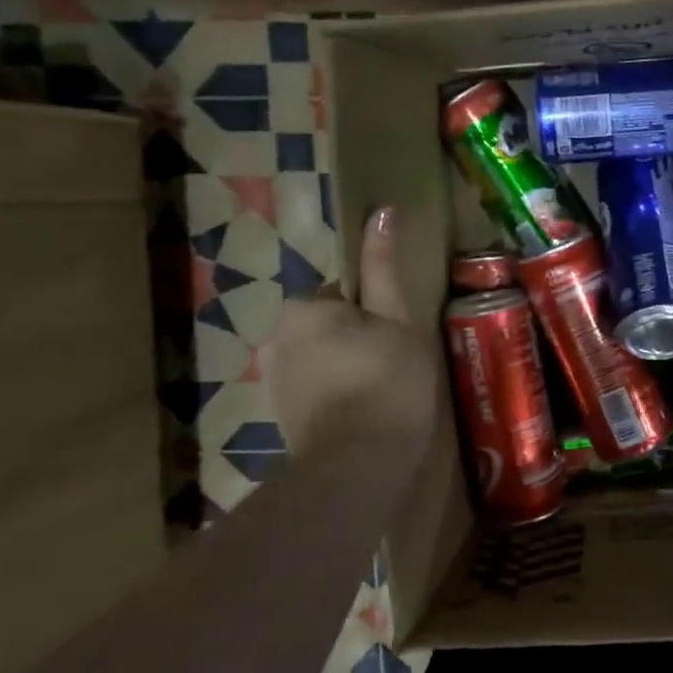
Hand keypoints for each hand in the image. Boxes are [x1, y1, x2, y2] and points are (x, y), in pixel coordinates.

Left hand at [268, 208, 440, 462]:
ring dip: (349, 369)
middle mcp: (277, 336)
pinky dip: (337, 396)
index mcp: (304, 307)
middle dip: (360, 342)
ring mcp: (274, 379)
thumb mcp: (397, 320)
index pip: (346, 296)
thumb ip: (383, 267)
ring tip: (382, 396)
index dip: (379, 317)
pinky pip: (315, 389)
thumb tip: (381, 208)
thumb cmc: (388, 381)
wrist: (358, 464)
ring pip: (323, 359)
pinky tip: (362, 415)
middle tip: (395, 369)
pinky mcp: (280, 414)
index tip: (398, 344)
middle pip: (331, 327)